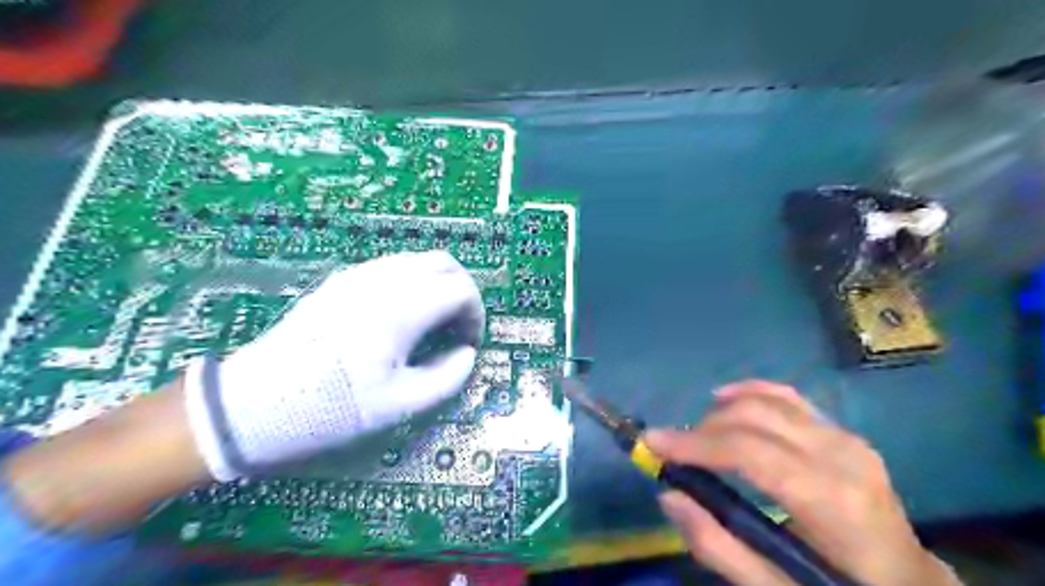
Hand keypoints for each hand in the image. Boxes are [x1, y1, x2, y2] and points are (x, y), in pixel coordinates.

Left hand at [184, 252, 485, 480]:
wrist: (253, 404)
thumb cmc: (332, 408)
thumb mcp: (400, 405)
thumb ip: (448, 376)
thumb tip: (466, 353)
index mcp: (403, 308)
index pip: (461, 289)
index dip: (476, 314)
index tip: (469, 343)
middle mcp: (384, 280)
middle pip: (443, 262)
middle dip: (461, 290)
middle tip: (457, 326)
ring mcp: (358, 275)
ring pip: (416, 260)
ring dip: (436, 283)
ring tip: (431, 322)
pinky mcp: (339, 281)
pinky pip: (389, 267)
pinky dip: (410, 282)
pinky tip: (399, 315)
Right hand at [646, 381, 962, 584]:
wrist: (909, 584)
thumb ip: (720, 548)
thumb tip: (669, 496)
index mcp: (831, 501)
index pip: (749, 452)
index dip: (694, 443)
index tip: (651, 443)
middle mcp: (841, 455)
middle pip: (754, 418)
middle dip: (702, 428)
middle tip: (670, 448)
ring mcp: (846, 438)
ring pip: (768, 400)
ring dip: (721, 412)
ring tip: (695, 436)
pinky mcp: (842, 432)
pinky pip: (788, 397)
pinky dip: (750, 392)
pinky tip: (724, 397)